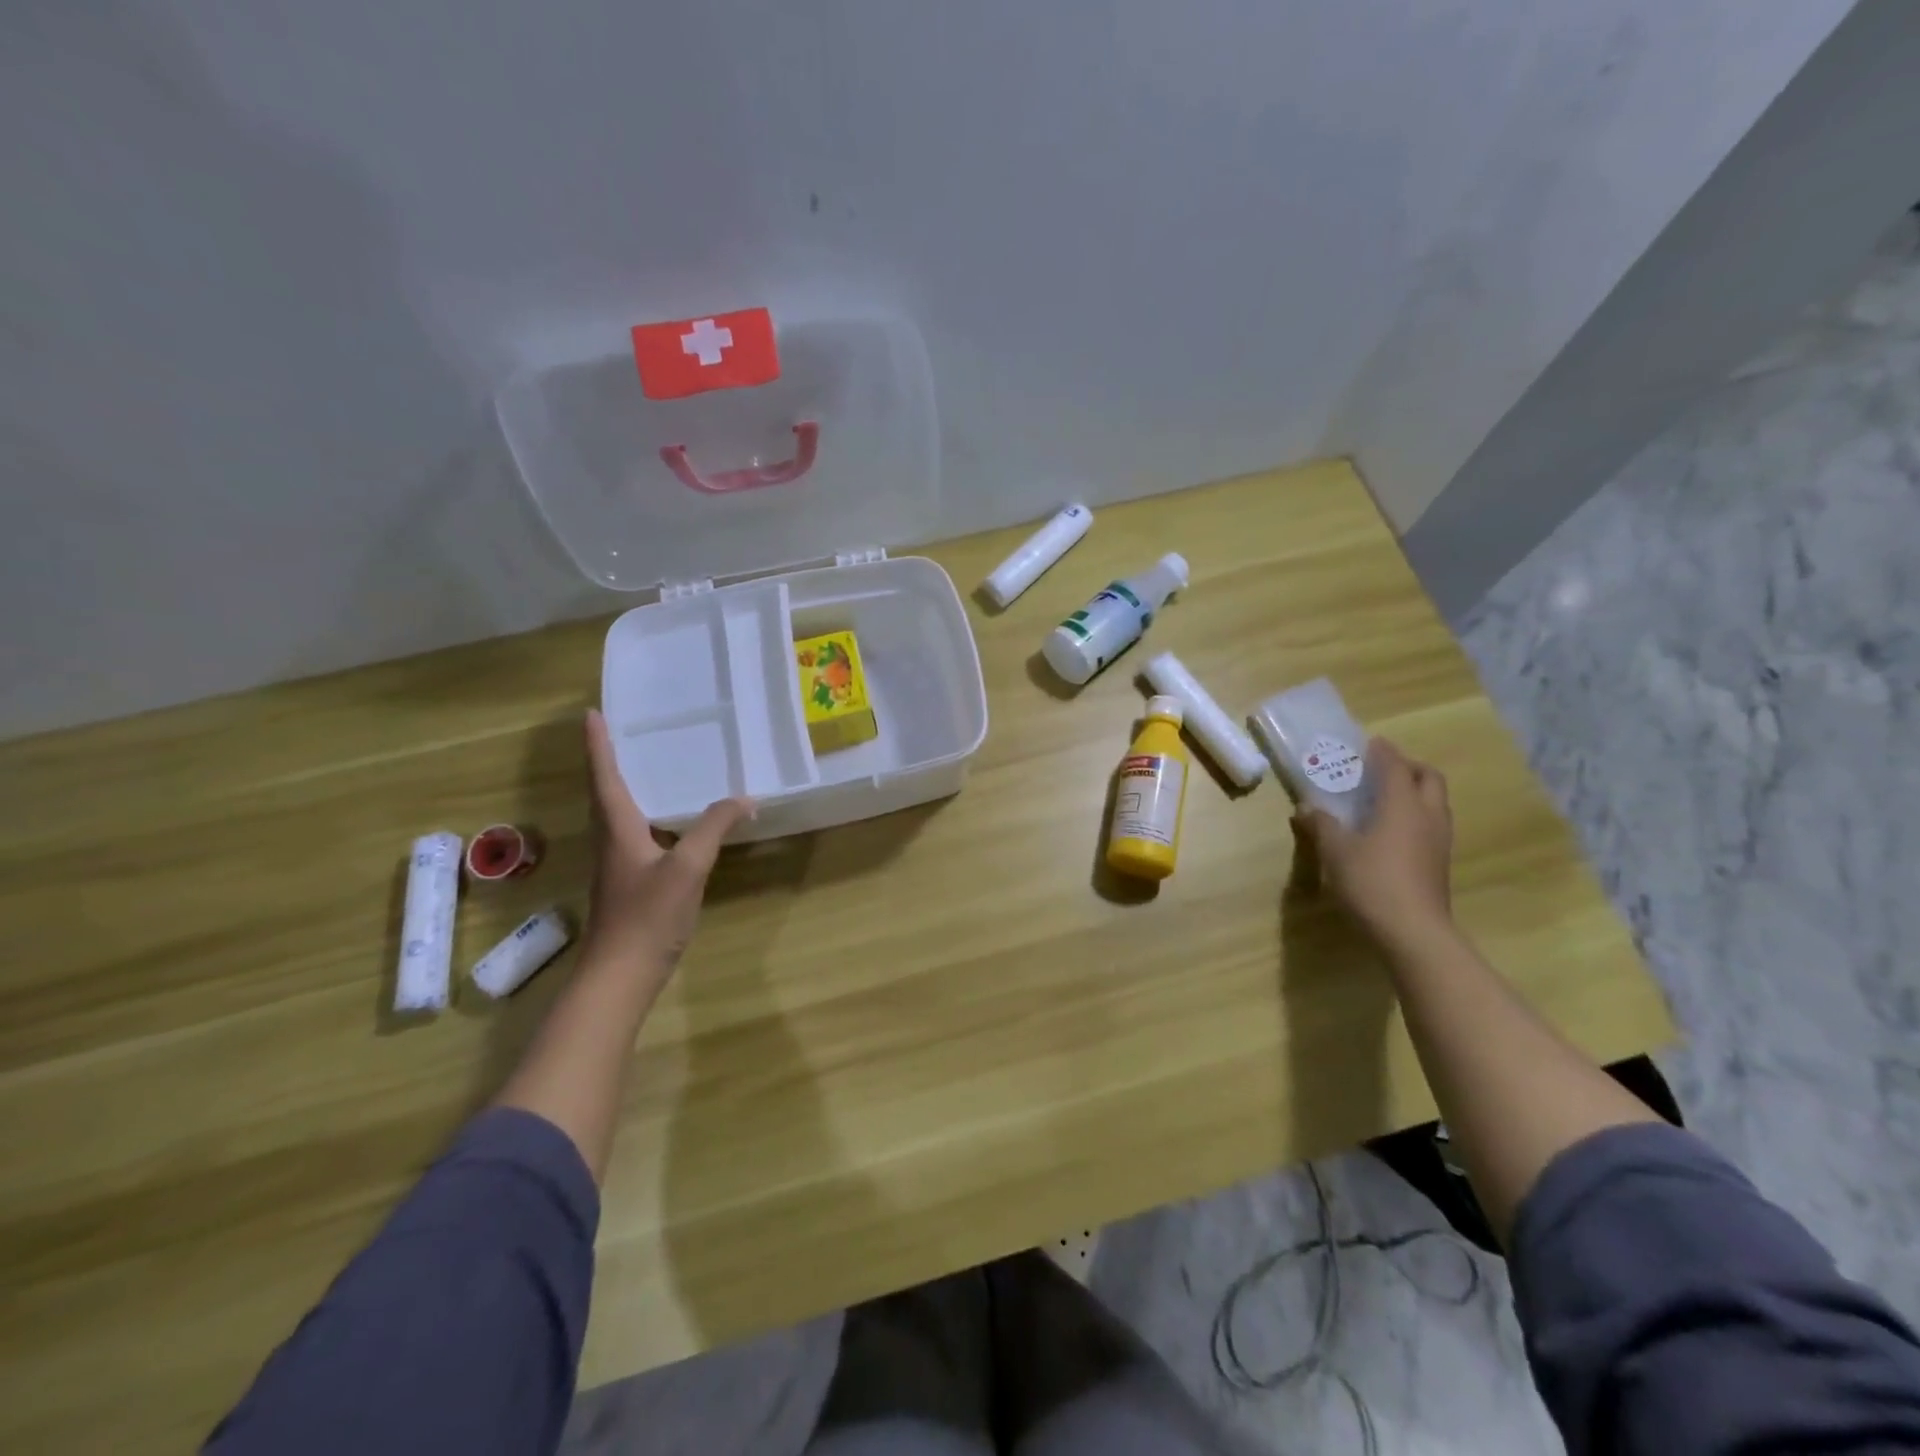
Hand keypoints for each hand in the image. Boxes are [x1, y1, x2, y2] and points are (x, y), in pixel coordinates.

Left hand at [583, 709, 751, 965]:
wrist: (619, 977)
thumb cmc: (647, 916)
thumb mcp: (688, 867)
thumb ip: (714, 828)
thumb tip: (746, 798)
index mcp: (618, 830)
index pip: (605, 777)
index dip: (598, 745)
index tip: (591, 713)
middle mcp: (612, 842)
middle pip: (605, 793)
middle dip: (608, 761)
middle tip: (621, 733)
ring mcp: (618, 866)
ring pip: (617, 816)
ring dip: (624, 787)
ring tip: (645, 767)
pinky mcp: (628, 885)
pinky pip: (633, 836)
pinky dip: (644, 816)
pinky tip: (667, 824)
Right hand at [1292, 738, 1452, 952]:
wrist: (1413, 932)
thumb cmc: (1371, 881)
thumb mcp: (1335, 851)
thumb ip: (1321, 825)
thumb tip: (1306, 808)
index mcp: (1402, 804)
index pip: (1395, 765)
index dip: (1382, 752)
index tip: (1369, 743)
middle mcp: (1427, 815)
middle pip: (1428, 777)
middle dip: (1407, 767)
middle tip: (1381, 769)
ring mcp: (1439, 840)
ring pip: (1434, 801)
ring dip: (1414, 791)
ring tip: (1384, 798)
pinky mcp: (1439, 862)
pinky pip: (1431, 823)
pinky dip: (1414, 814)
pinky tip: (1391, 830)